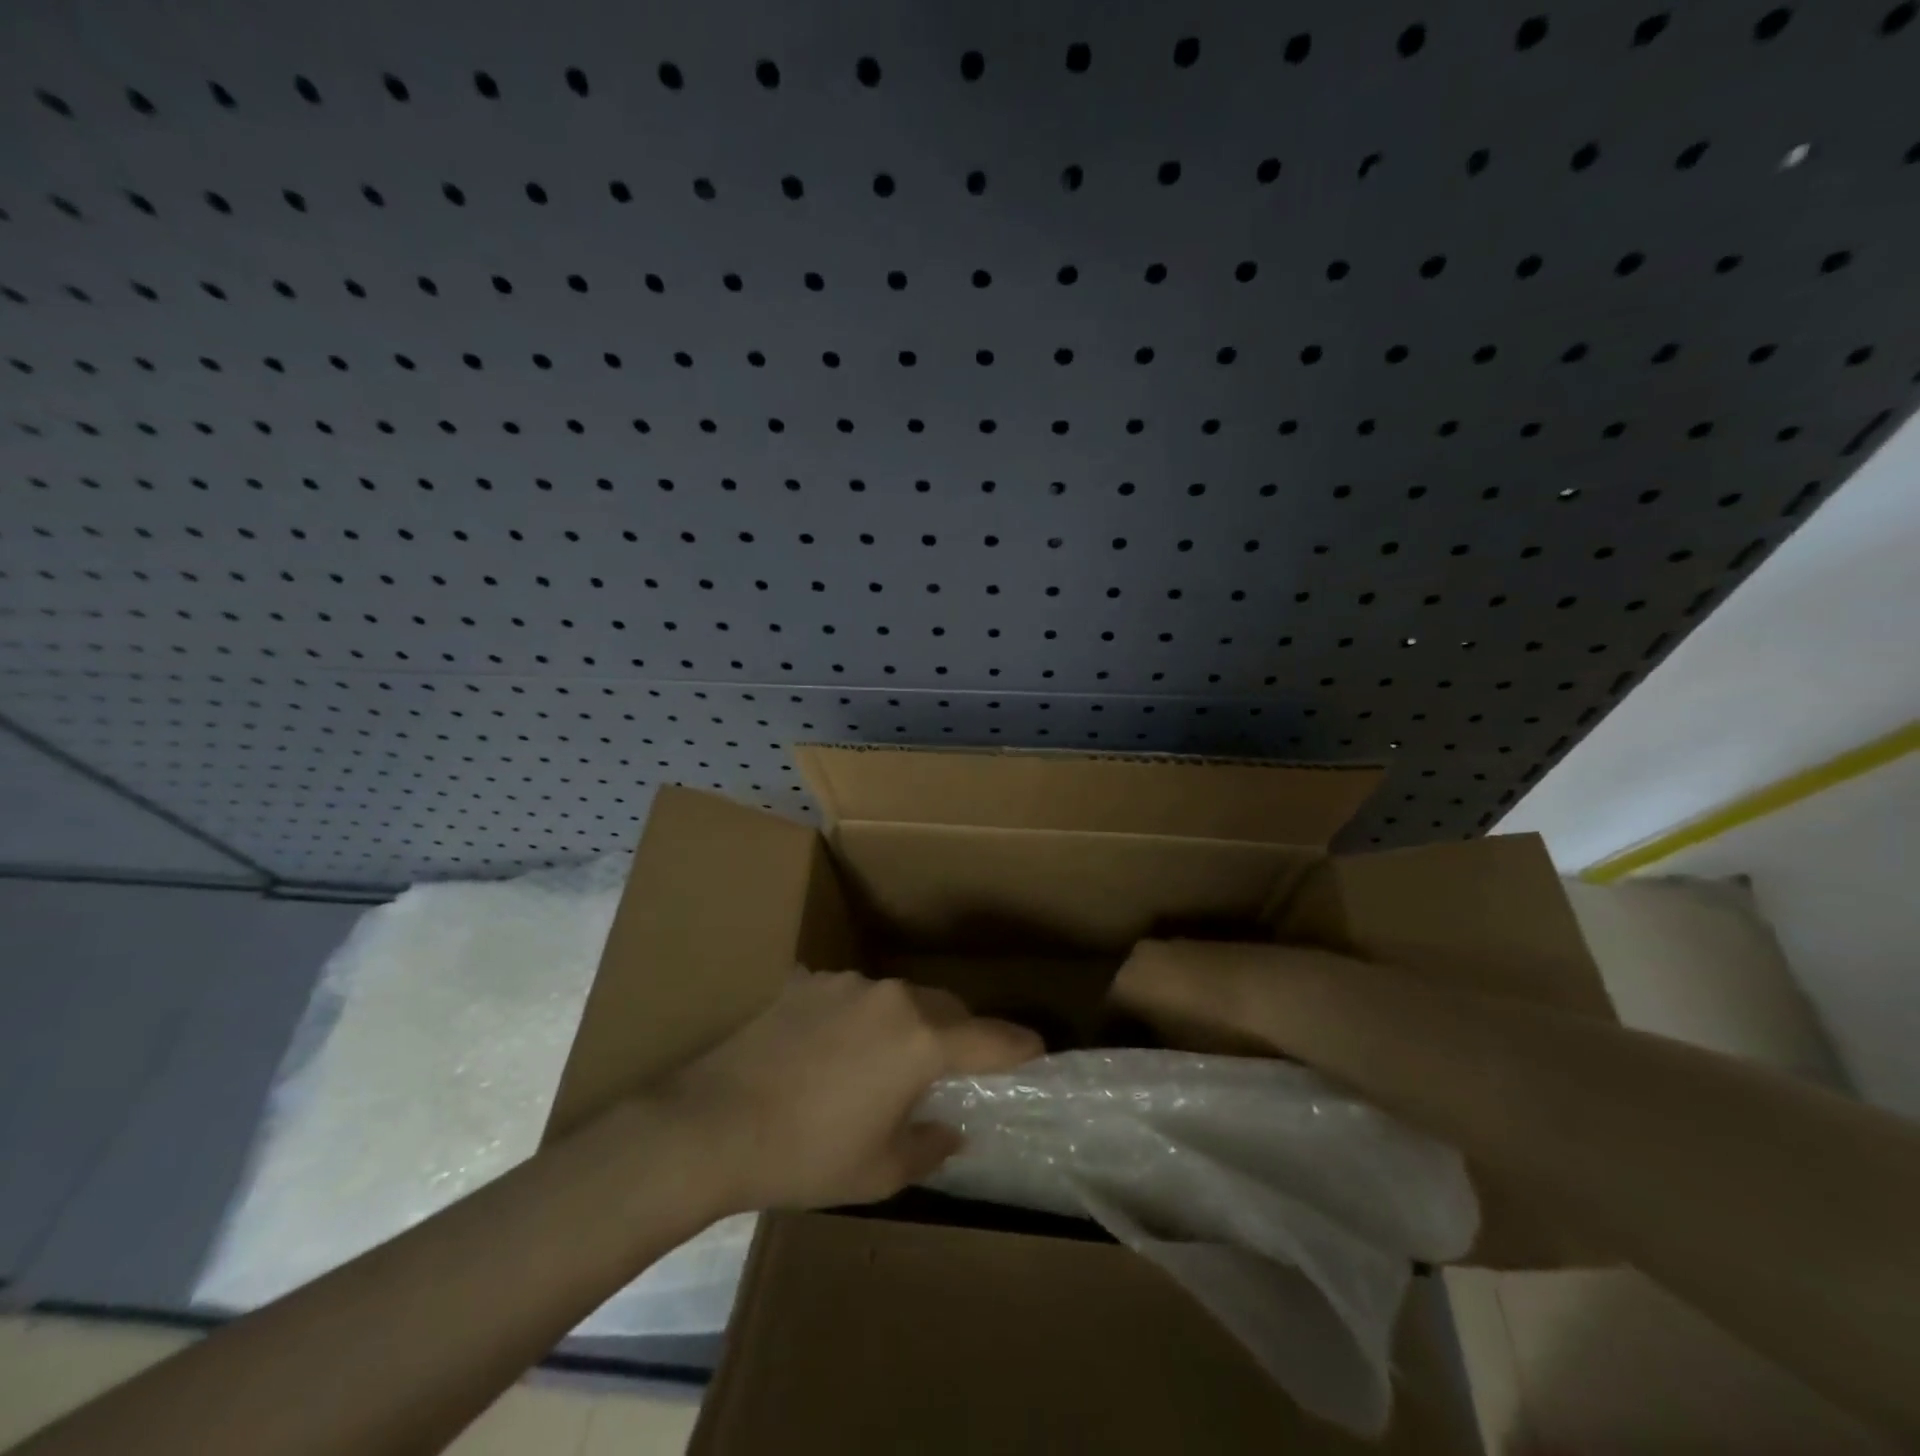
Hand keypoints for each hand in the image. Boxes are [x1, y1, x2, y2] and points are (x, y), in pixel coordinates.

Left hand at [653, 971, 1042, 1213]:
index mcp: (921, 1039)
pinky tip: (831, 1049)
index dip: (1019, 1045)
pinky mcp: (807, 980)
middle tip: (954, 1067)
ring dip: (906, 1023)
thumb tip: (950, 1127)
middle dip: (960, 1032)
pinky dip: (858, 1018)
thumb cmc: (806, 1155)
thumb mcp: (879, 1170)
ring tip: (882, 1062)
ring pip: (898, 997)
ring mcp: (847, 982)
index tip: (1039, 1047)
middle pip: (945, 1007)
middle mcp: (892, 996)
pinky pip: (851, 996)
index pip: (990, 1038)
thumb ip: (930, 1145)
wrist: (711, 1124)